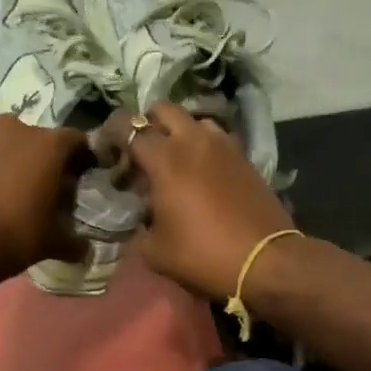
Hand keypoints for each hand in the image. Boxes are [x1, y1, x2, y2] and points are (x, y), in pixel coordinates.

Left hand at [0, 115, 89, 288]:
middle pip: (40, 141)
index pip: (77, 142)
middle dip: (45, 162)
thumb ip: (74, 242)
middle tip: (45, 191)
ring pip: (6, 145)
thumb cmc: (12, 235)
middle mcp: (16, 127)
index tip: (81, 181)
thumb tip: (87, 250)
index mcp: (49, 144)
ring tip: (11, 192)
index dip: (82, 160)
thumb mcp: (52, 243)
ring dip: (13, 162)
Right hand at [124, 102, 294, 300]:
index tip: (106, 153)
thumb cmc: (202, 255)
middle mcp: (194, 140)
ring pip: (194, 121)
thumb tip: (140, 219)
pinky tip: (202, 174)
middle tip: (141, 154)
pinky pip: (217, 139)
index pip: (127, 126)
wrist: (265, 261)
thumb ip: (139, 228)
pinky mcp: (245, 158)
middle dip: (146, 124)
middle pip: (162, 109)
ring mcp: (224, 145)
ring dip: (179, 133)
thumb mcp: (155, 251)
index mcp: (165, 158)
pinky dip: (203, 147)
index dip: (110, 134)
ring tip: (175, 162)